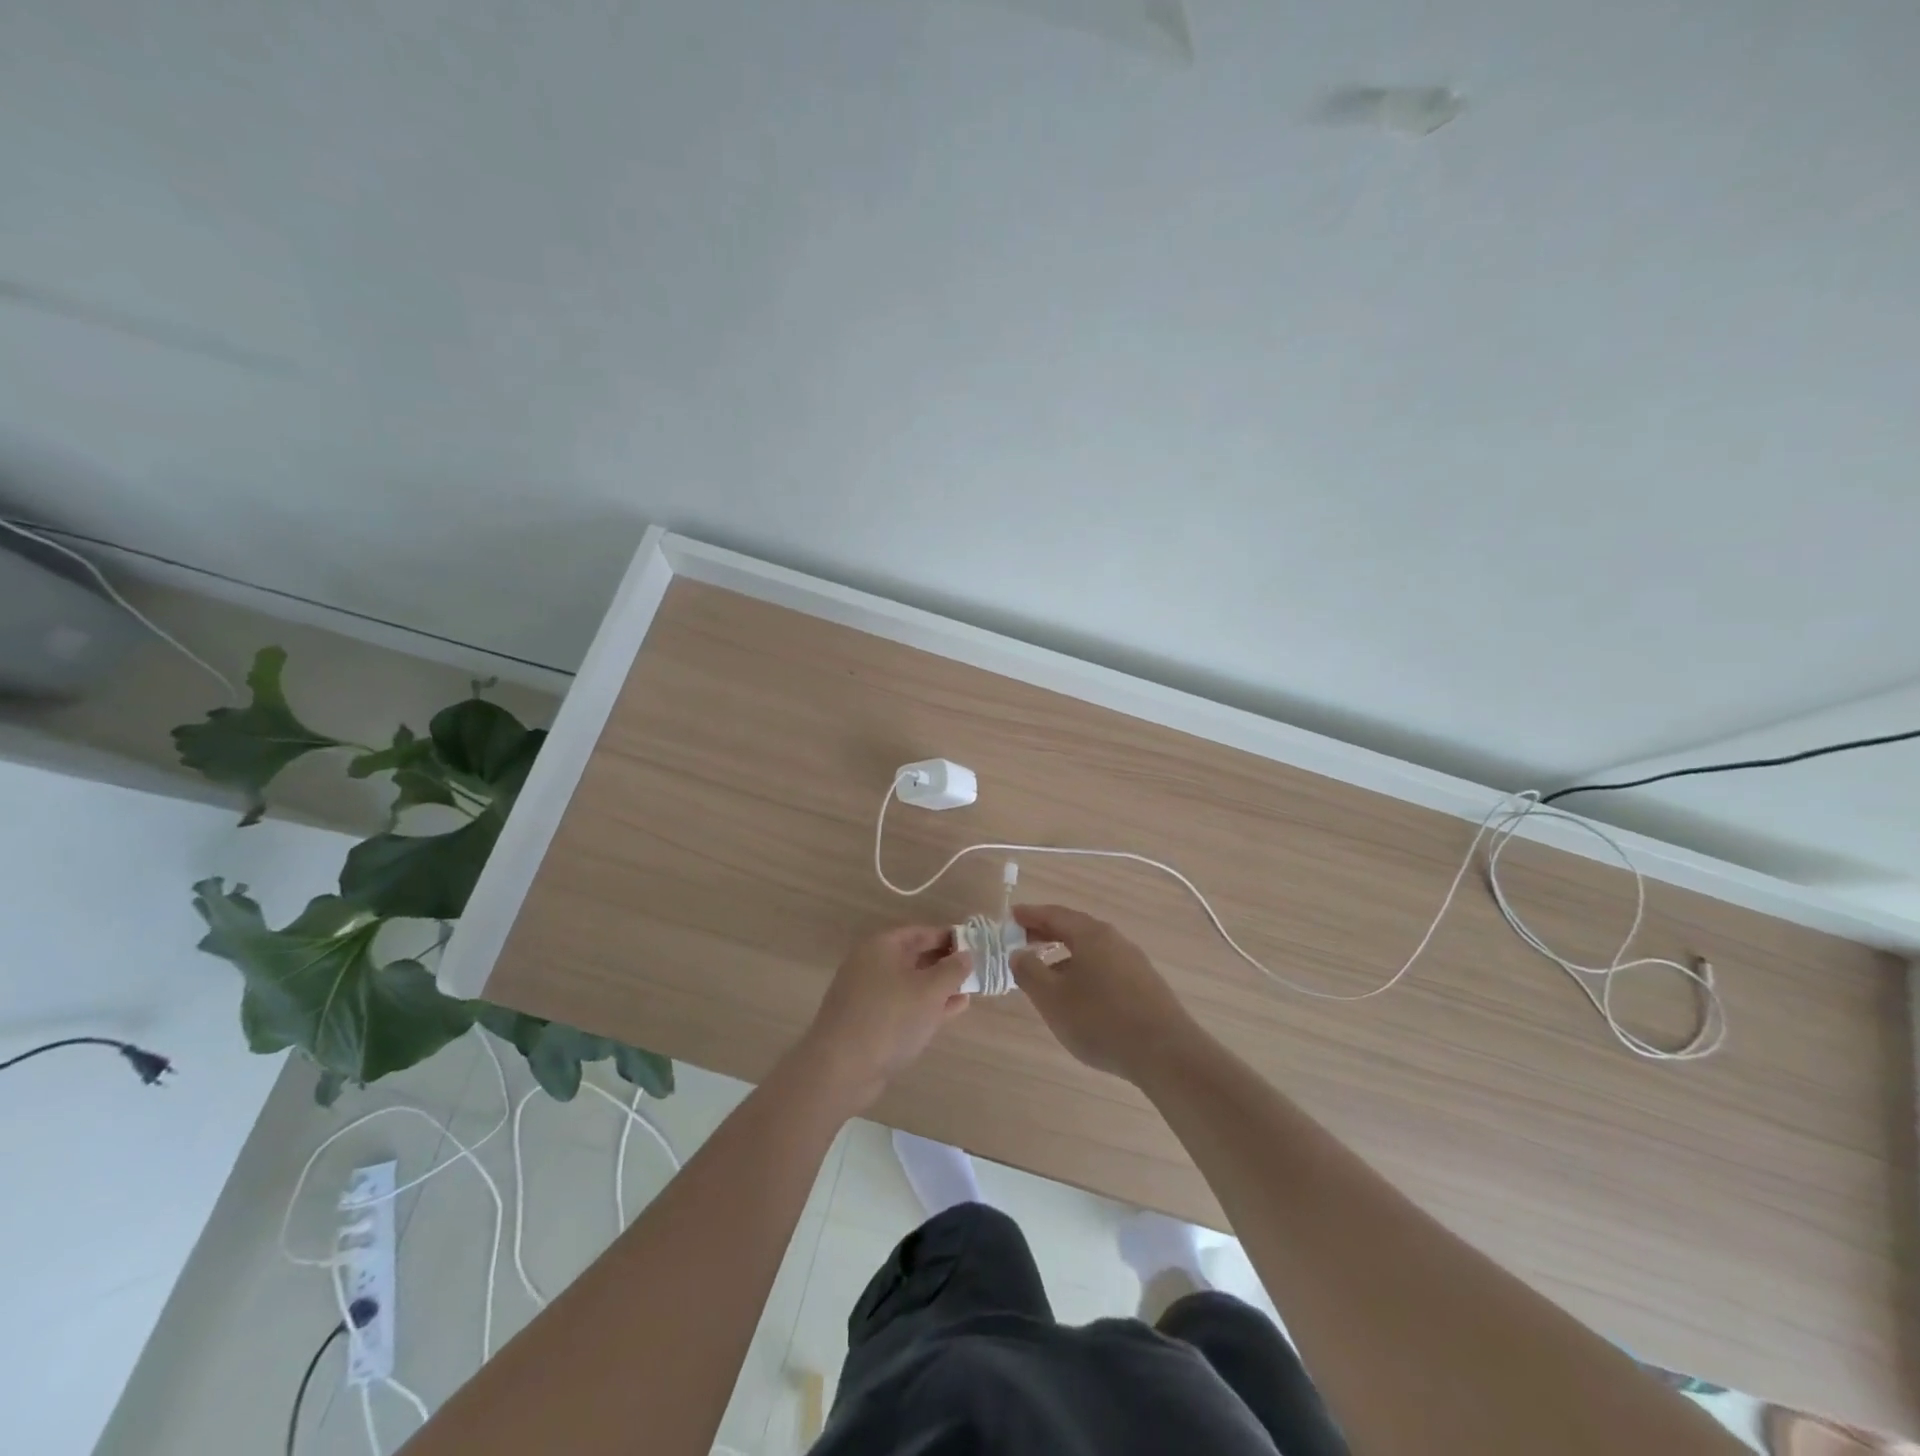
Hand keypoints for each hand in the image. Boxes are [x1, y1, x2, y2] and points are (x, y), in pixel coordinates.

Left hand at [795, 925, 972, 1112]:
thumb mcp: (929, 990)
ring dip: (939, 986)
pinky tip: (952, 1011)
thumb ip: (952, 969)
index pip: (920, 932)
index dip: (948, 937)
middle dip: (944, 963)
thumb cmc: (889, 1018)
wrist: (841, 1069)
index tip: (975, 944)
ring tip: (969, 990)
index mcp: (881, 946)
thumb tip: (966, 955)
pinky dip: (927, 1005)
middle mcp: (871, 965)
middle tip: (975, 969)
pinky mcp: (869, 1022)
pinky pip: (904, 1005)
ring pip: (910, 984)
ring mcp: (868, 995)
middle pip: (914, 957)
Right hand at [1011, 905, 1201, 1084]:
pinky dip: (1084, 970)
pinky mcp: (1145, 985)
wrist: (1166, 1053)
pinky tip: (1078, 995)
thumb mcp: (1052, 998)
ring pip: (1091, 950)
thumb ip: (1029, 972)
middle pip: (1074, 928)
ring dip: (1065, 955)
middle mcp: (1114, 940)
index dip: (1030, 915)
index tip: (1011, 917)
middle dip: (1046, 933)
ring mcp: (1133, 961)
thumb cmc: (1100, 1020)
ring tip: (1046, 974)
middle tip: (1022, 943)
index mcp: (1090, 934)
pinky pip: (1105, 967)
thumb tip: (1018, 953)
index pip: (1054, 914)